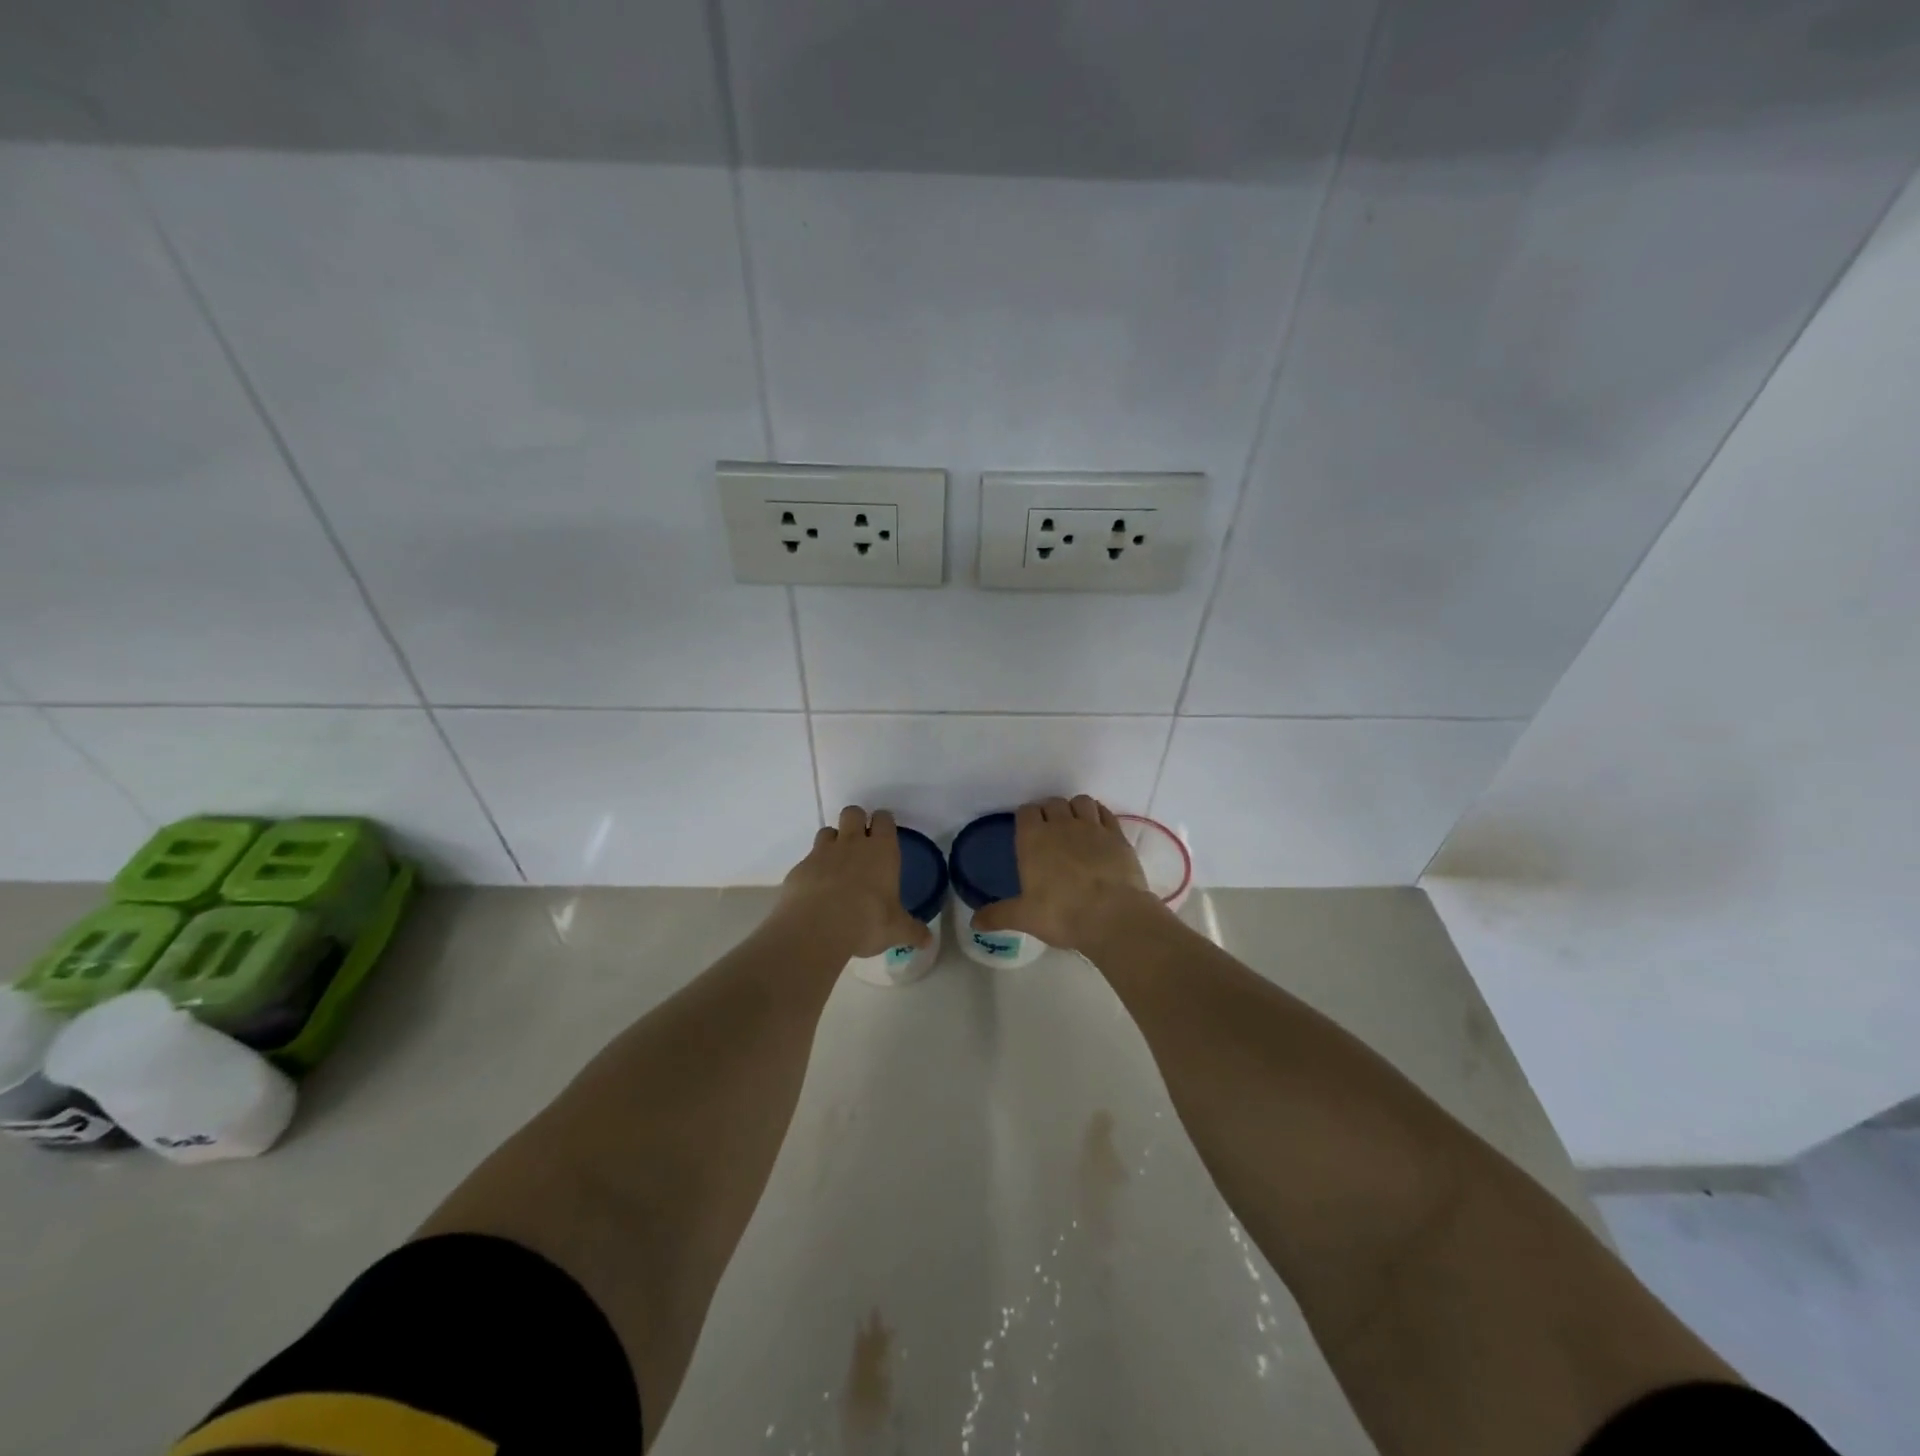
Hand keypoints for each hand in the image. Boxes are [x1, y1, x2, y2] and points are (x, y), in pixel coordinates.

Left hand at [780, 806, 932, 958]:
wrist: (816, 929)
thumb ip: (913, 931)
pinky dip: (813, 869)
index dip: (883, 822)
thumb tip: (928, 940)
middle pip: (853, 812)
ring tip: (837, 864)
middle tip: (860, 843)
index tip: (884, 833)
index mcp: (881, 851)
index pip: (884, 819)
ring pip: (827, 831)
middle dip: (856, 821)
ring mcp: (822, 853)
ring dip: (833, 841)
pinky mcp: (800, 868)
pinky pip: (808, 860)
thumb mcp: (896, 930)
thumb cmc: (866, 922)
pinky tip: (816, 890)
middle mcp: (852, 843)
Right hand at [971, 796, 1163, 950]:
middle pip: (1053, 803)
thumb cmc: (1062, 914)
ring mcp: (1092, 827)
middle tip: (1050, 832)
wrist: (1112, 915)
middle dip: (1050, 811)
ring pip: (1080, 802)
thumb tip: (975, 921)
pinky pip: (1105, 812)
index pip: (1026, 811)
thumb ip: (998, 915)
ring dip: (1075, 809)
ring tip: (1075, 826)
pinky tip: (1099, 829)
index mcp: (1034, 839)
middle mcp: (1061, 825)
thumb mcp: (1024, 917)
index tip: (1028, 830)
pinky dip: (1099, 815)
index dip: (1026, 818)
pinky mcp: (1117, 835)